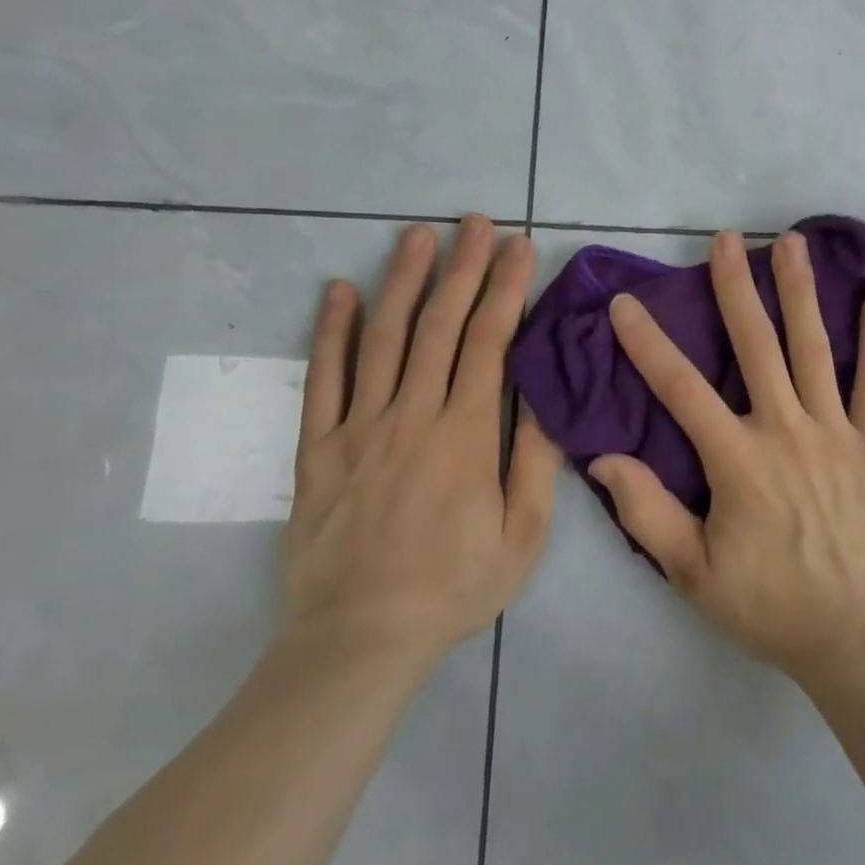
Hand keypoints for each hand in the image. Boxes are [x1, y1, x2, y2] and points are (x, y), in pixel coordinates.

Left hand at [279, 216, 562, 670]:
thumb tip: (546, 394)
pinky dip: (329, 331)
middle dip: (462, 267)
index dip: (506, 287)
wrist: (358, 642)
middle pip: (440, 325)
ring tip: (417, 235)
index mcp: (465, 434)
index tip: (519, 246)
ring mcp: (359, 428)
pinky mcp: (318, 448)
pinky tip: (337, 291)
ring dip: (403, 281)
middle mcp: (412, 415)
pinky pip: (322, 380)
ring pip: (382, 338)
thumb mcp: (522, 534)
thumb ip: (535, 459)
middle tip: (475, 222)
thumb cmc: (453, 587)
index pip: (490, 341)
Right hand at [587, 230, 864, 683]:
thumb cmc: (769, 604)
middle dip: (735, 287)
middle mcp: (785, 429)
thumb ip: (647, 513)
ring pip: (813, 348)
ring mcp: (836, 431)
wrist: (857, 636)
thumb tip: (603, 458)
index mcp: (737, 459)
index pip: (681, 388)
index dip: (648, 343)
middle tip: (725, 239)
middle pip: (755, 345)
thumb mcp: (693, 573)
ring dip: (800, 292)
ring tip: (791, 243)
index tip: (626, 303)